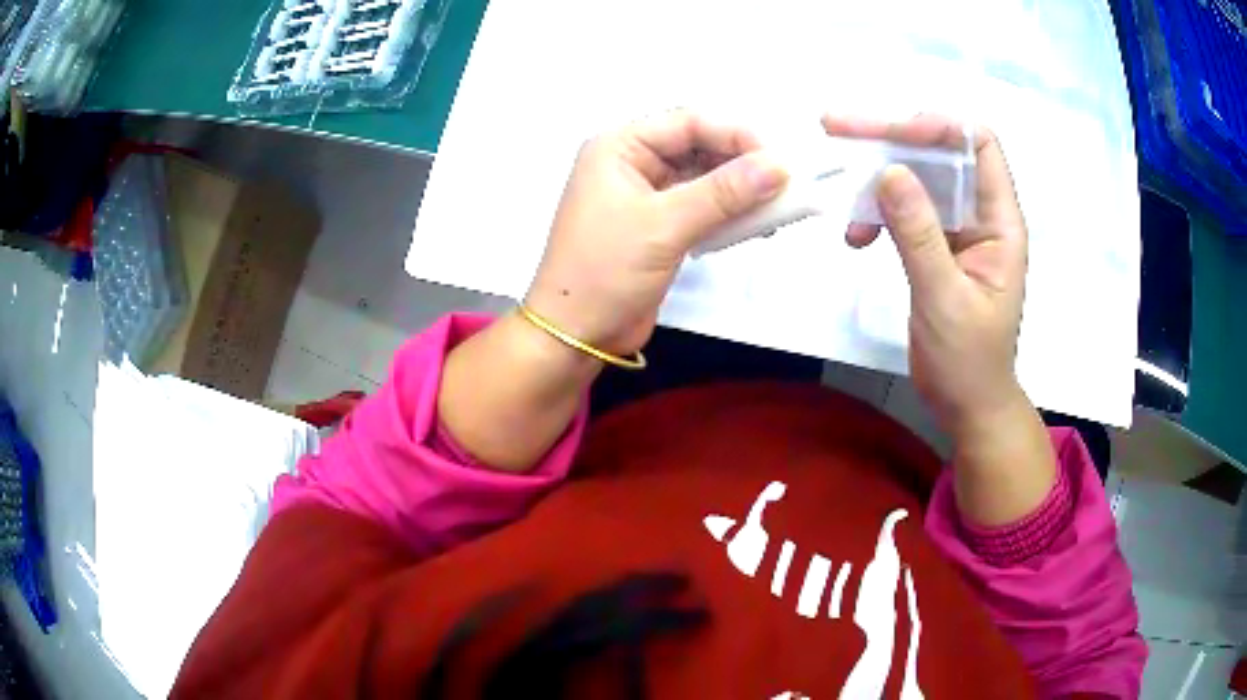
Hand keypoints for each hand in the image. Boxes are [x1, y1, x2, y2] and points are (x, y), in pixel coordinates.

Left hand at [525, 110, 787, 355]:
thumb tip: (779, 166)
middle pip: (699, 147)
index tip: (780, 159)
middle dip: (742, 163)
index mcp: (619, 147)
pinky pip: (702, 207)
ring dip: (741, 190)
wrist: (575, 335)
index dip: (736, 135)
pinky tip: (757, 224)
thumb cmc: (605, 271)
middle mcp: (632, 162)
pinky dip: (730, 213)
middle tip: (786, 182)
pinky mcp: (660, 226)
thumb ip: (724, 193)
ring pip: (704, 178)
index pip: (688, 123)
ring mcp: (646, 195)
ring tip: (780, 205)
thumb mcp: (665, 226)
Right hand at [823, 115, 1028, 435]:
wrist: (966, 405)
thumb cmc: (968, 362)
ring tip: (839, 188)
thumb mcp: (944, 298)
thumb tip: (889, 171)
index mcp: (1000, 222)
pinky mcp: (933, 246)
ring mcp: (955, 230)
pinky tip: (855, 236)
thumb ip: (919, 235)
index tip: (893, 133)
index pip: (980, 146)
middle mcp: (980, 215)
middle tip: (836, 127)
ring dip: (876, 177)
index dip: (941, 127)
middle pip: (939, 153)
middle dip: (891, 138)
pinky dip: (875, 213)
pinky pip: (903, 211)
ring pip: (916, 178)